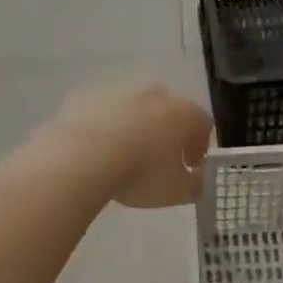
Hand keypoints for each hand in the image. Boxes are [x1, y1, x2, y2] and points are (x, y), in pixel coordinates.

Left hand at [38, 77, 212, 208]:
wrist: (80, 157)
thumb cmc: (140, 173)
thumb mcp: (177, 191)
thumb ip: (195, 185)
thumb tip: (197, 181)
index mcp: (183, 111)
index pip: (203, 124)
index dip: (199, 146)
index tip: (190, 166)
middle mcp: (154, 93)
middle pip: (168, 111)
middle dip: (167, 134)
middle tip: (159, 161)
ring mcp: (118, 91)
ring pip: (134, 110)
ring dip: (135, 128)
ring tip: (123, 158)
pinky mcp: (86, 97)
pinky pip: (102, 113)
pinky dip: (104, 128)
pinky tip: (95, 151)